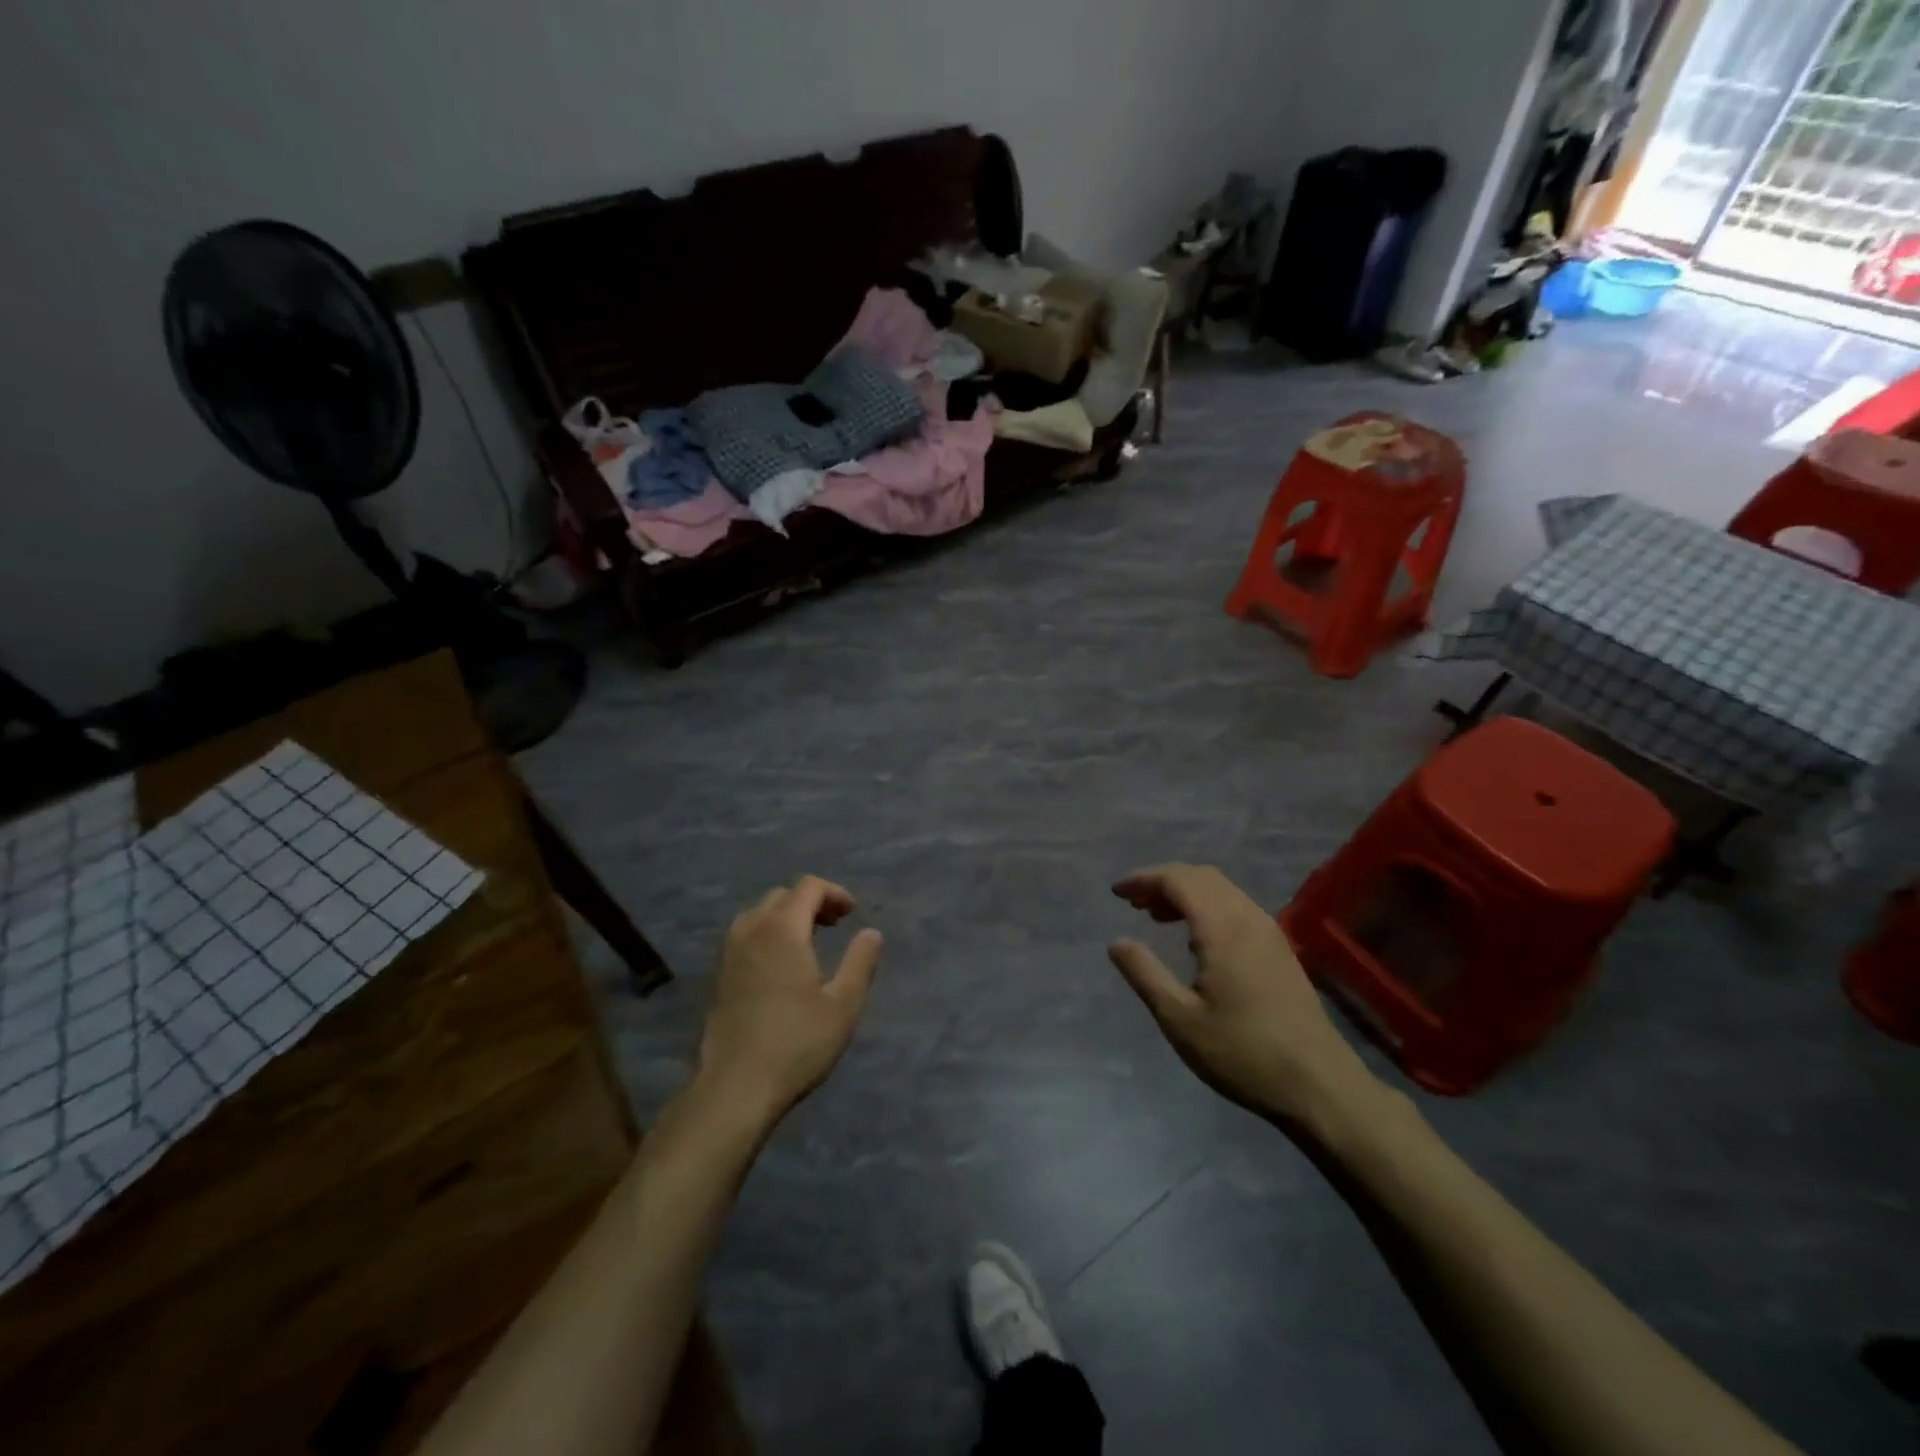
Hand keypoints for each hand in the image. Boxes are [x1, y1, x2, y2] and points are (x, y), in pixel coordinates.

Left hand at [698, 877, 883, 1125]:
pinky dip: (766, 934)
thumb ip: (860, 962)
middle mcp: (751, 930)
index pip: (808, 887)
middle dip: (811, 902)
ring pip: (759, 914)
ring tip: (808, 943)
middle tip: (835, 926)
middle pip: (782, 895)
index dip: (834, 893)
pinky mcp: (717, 975)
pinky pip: (744, 935)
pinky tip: (780, 966)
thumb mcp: (843, 1005)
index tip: (852, 915)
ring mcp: (728, 952)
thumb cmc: (796, 1044)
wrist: (735, 1088)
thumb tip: (872, 933)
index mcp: (782, 929)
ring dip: (786, 917)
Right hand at [1109, 865, 1378, 1126]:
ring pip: (1222, 890)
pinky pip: (1237, 907)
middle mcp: (1249, 918)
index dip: (1144, 879)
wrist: (1320, 1086)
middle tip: (1134, 903)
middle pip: (1201, 876)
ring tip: (1157, 917)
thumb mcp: (1180, 1019)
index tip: (1116, 892)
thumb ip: (1145, 973)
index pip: (1178, 880)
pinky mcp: (1280, 950)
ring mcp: (1270, 932)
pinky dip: (1207, 907)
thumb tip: (1117, 942)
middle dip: (1163, 881)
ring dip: (1186, 892)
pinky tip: (1195, 939)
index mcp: (1223, 928)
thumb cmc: (1243, 1053)